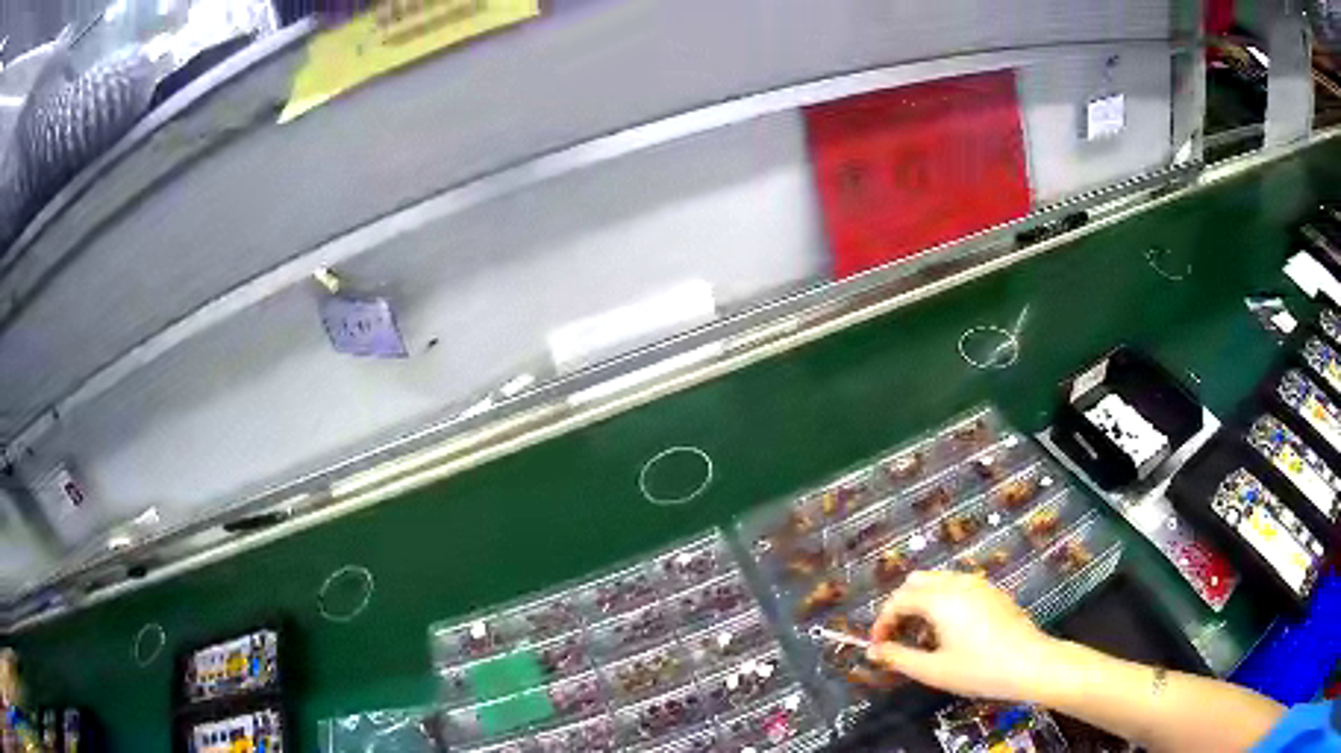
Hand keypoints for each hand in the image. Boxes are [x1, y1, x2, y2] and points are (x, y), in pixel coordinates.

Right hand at [866, 570, 1055, 700]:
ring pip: (938, 581)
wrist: (1030, 663)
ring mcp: (978, 584)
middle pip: (916, 582)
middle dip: (900, 607)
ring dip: (921, 603)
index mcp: (939, 599)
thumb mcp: (933, 670)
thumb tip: (872, 651)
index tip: (878, 647)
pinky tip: (950, 632)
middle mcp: (957, 583)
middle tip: (897, 638)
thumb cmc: (978, 670)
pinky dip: (942, 601)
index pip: (898, 600)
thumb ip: (898, 658)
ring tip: (922, 638)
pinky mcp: (992, 592)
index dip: (882, 622)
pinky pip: (957, 587)